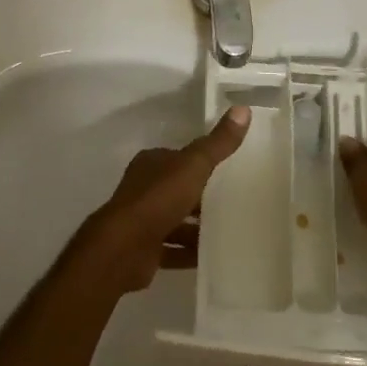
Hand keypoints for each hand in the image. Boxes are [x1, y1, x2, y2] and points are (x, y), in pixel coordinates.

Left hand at [67, 107, 250, 294]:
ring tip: (229, 232)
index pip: (179, 158)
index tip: (228, 170)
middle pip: (177, 190)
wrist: (123, 248)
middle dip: (201, 197)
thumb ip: (218, 143)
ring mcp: (142, 221)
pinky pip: (172, 249)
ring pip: (175, 221)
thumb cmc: (158, 199)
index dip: (201, 162)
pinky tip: (212, 257)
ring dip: (197, 228)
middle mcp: (143, 189)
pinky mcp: (144, 250)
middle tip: (235, 203)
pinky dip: (189, 253)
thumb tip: (243, 109)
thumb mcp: (194, 165)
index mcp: (151, 164)